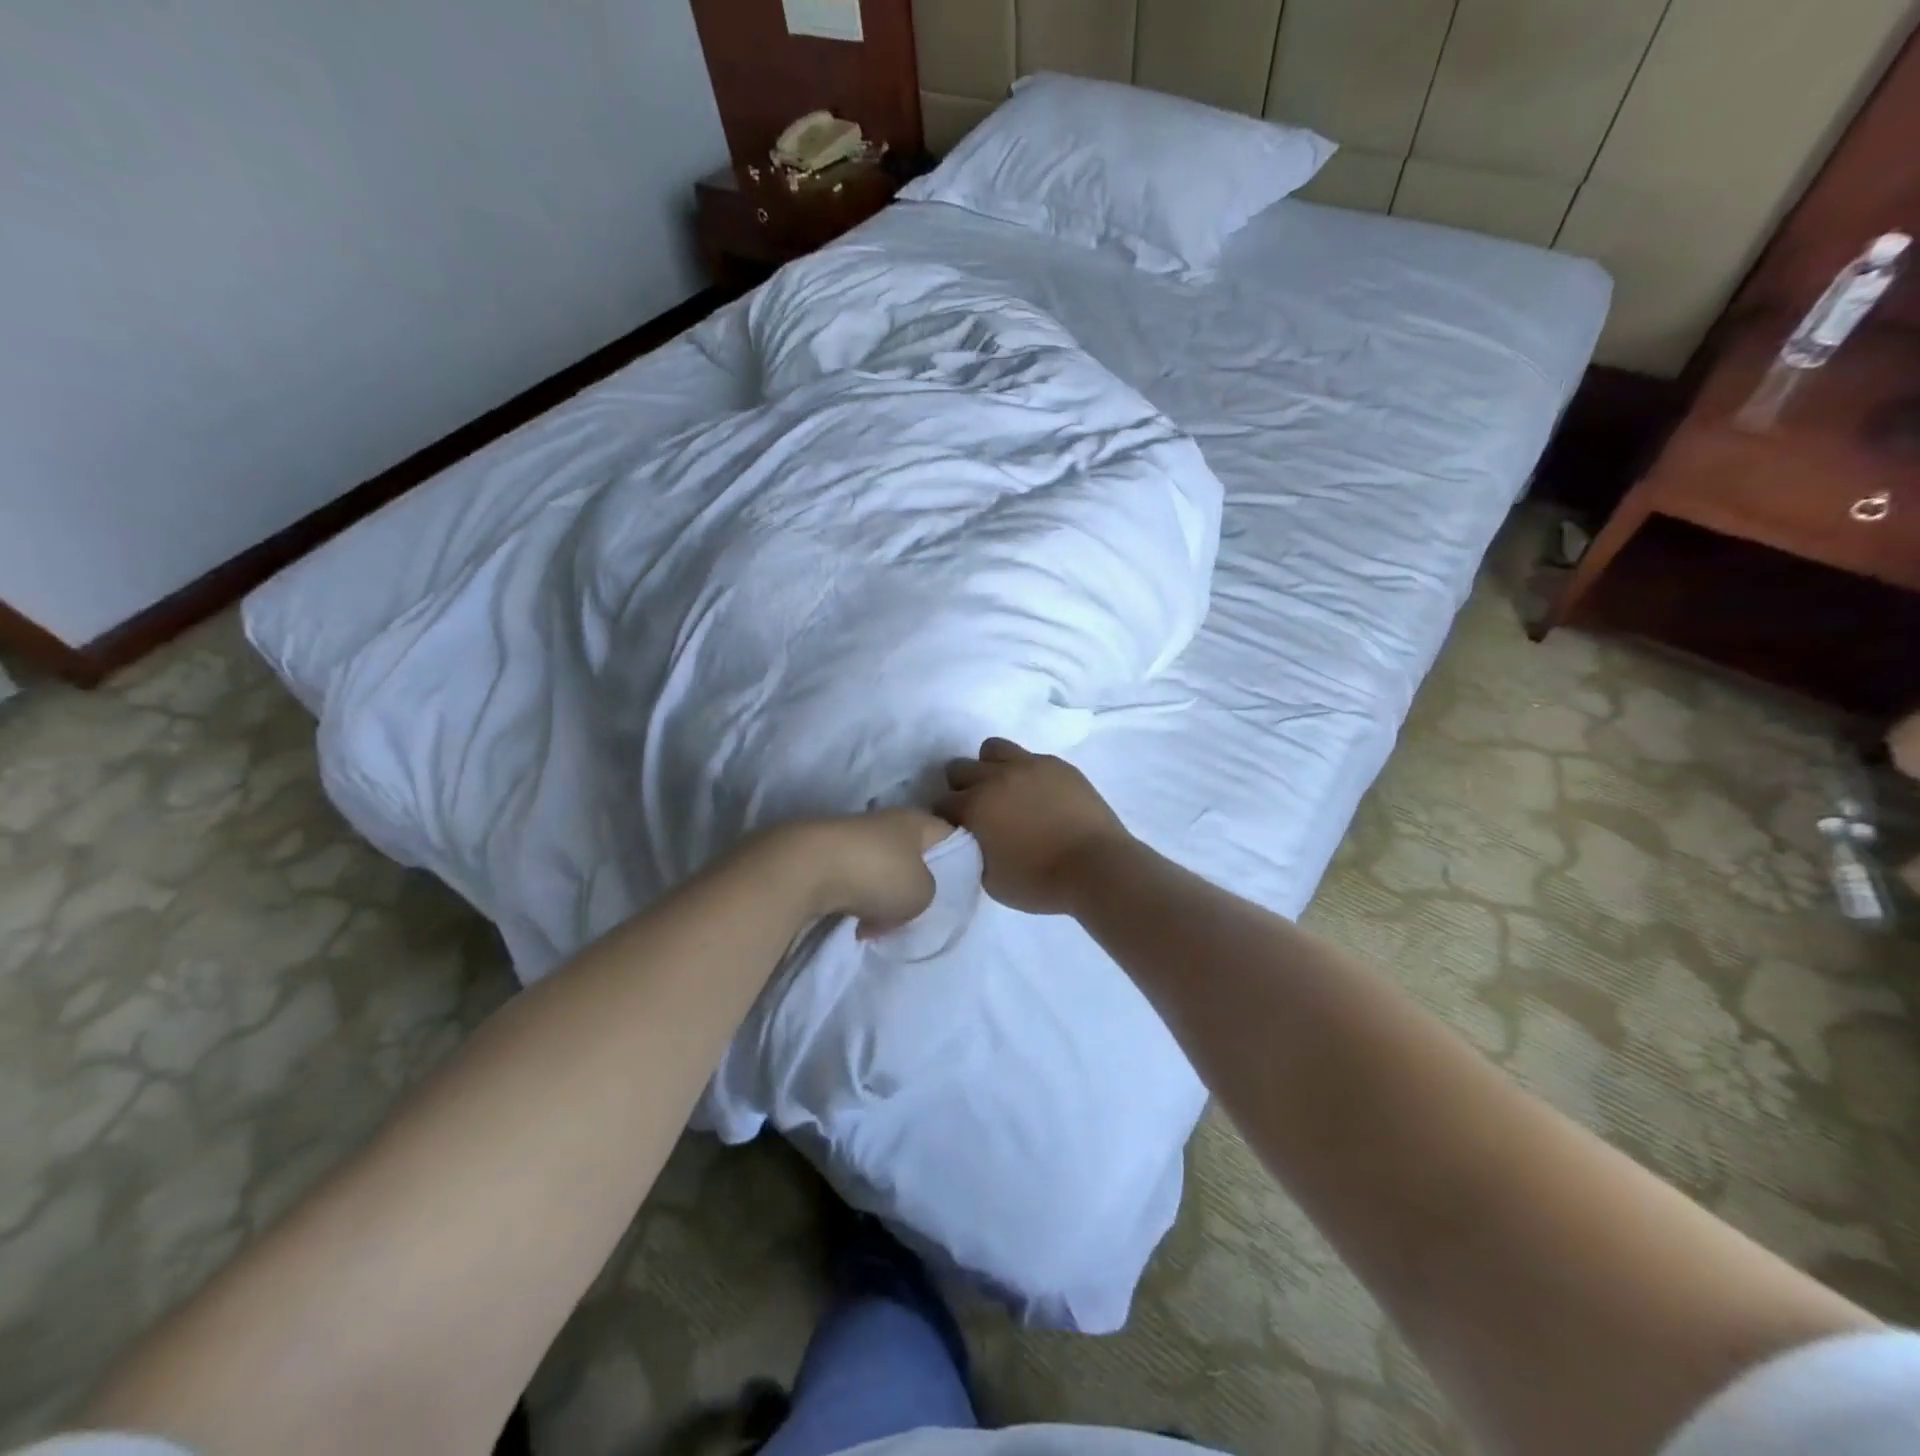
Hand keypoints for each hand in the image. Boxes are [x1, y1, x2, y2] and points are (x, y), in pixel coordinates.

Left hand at [791, 809, 951, 932]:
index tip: (956, 889)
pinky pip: (852, 880)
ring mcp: (852, 836)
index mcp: (916, 820)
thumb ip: (929, 892)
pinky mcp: (824, 854)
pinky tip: (852, 922)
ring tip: (878, 924)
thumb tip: (906, 893)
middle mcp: (885, 821)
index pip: (949, 835)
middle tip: (915, 913)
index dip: (958, 861)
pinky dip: (855, 900)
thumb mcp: (923, 893)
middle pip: (912, 856)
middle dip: (913, 885)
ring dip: (881, 897)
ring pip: (880, 870)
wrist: (805, 869)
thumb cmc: (877, 874)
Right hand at [938, 739, 1131, 915]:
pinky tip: (1038, 794)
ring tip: (1004, 790)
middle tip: (977, 810)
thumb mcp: (990, 880)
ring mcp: (1029, 765)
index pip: (941, 802)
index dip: (944, 817)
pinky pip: (1030, 757)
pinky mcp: (1057, 765)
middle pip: (960, 768)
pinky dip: (1025, 772)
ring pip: (993, 749)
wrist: (1096, 866)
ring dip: (990, 767)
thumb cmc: (1040, 881)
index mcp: (975, 806)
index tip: (955, 829)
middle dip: (961, 787)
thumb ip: (972, 852)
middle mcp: (995, 777)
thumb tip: (972, 839)